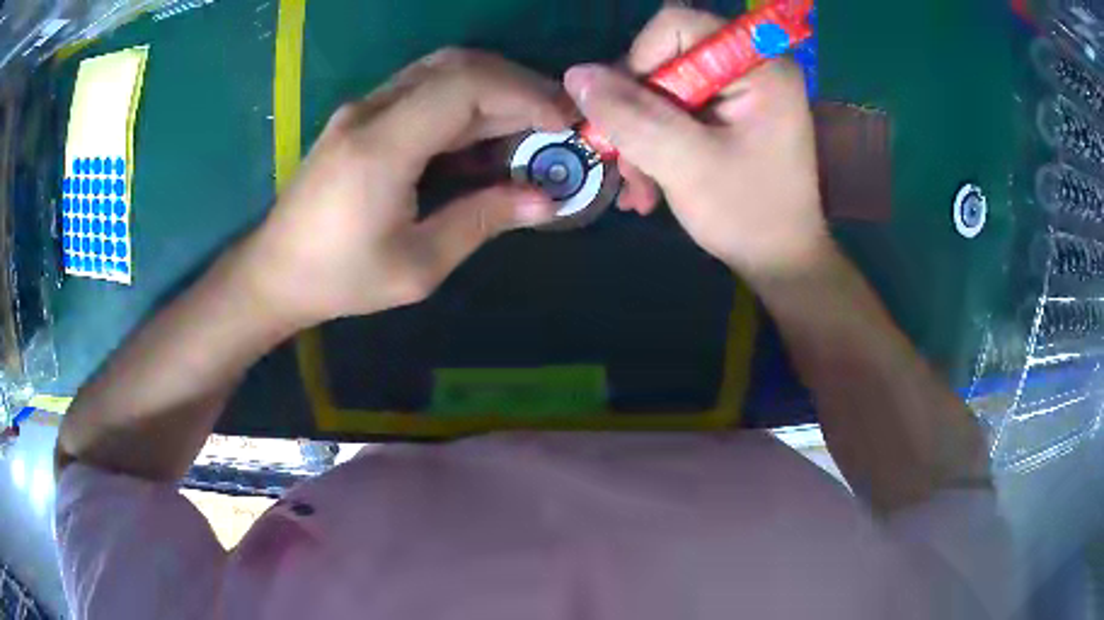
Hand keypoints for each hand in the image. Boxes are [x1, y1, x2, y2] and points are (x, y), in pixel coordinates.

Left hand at [240, 49, 568, 325]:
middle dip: (518, 85)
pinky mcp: (361, 116)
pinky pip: (423, 89)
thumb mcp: (417, 266)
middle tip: (558, 121)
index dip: (524, 94)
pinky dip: (466, 100)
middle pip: (457, 65)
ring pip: (441, 70)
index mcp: (382, 146)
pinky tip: (486, 131)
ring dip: (494, 88)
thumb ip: (481, 221)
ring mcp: (362, 108)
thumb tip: (546, 200)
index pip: (465, 85)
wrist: (274, 272)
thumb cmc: (340, 279)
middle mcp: (370, 111)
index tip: (563, 124)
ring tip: (532, 125)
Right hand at [563, 8, 830, 282]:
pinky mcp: (730, 113)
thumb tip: (576, 75)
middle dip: (637, 113)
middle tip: (627, 164)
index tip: (631, 116)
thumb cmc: (749, 215)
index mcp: (757, 64)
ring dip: (641, 135)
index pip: (676, 27)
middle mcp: (750, 65)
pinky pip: (676, 110)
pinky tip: (650, 184)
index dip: (640, 63)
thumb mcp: (686, 165)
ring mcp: (740, 90)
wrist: (782, 262)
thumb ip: (632, 116)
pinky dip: (656, 143)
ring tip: (639, 187)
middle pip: (665, 58)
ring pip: (663, 88)